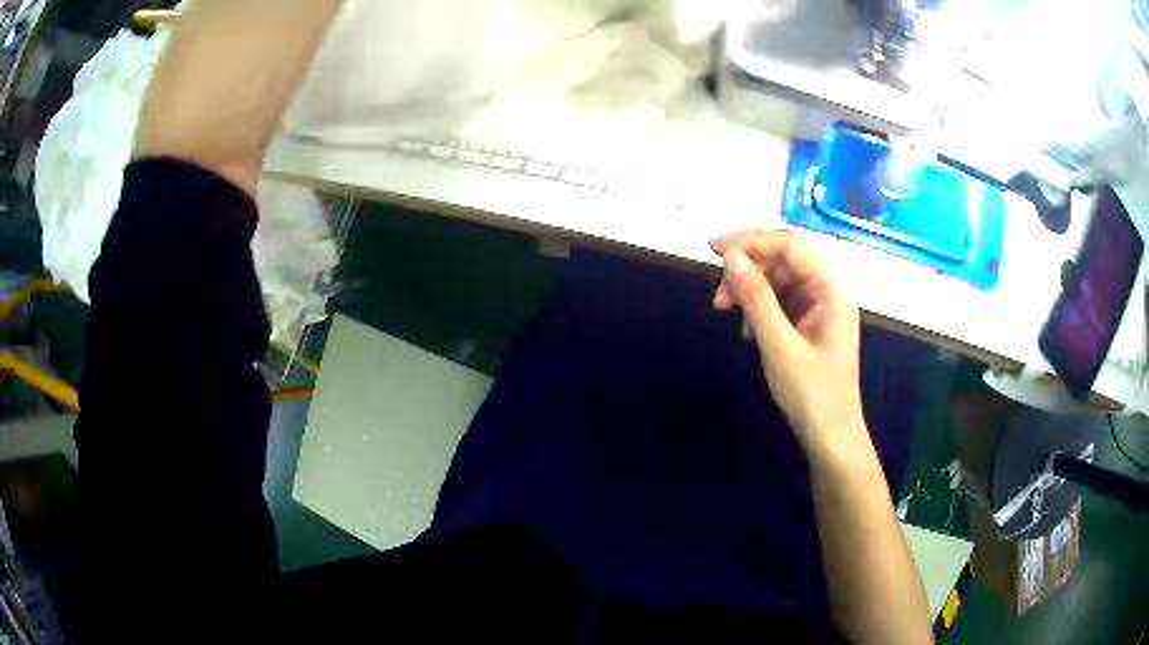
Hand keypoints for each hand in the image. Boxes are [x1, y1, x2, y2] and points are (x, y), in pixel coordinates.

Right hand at [711, 229, 864, 452]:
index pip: (790, 244)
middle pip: (784, 258)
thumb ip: (756, 296)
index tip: (714, 250)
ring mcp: (821, 305)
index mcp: (831, 288)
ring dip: (750, 288)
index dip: (751, 240)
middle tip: (718, 292)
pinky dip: (759, 306)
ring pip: (780, 278)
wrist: (830, 436)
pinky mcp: (811, 321)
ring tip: (724, 310)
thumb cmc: (811, 392)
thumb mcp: (778, 344)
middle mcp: (829, 288)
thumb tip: (731, 257)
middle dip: (748, 267)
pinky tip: (746, 329)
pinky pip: (782, 299)